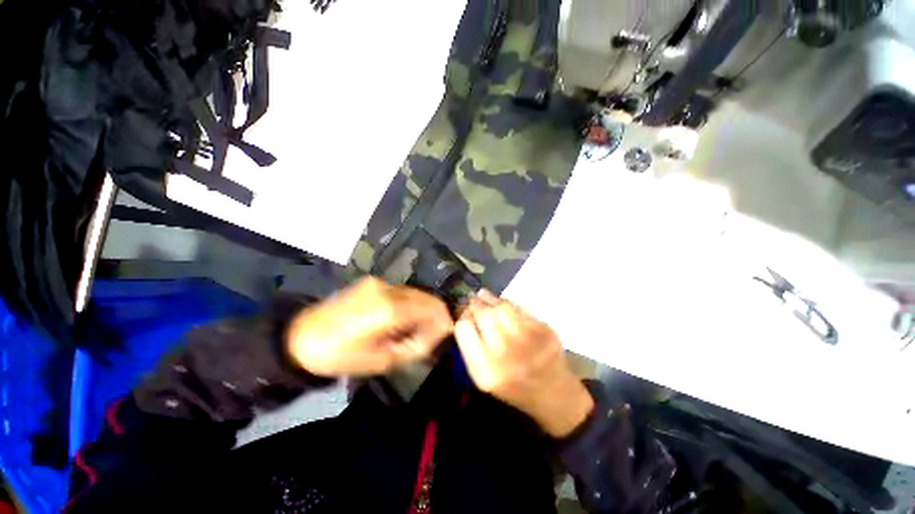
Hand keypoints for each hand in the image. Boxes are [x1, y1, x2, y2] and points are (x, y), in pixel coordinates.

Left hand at [286, 277, 452, 376]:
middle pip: (427, 297)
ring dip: (422, 310)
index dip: (444, 320)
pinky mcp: (372, 282)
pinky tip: (401, 319)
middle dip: (435, 315)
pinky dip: (410, 305)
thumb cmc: (340, 356)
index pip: (432, 308)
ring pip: (416, 293)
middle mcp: (389, 288)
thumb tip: (437, 333)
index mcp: (390, 309)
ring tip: (413, 330)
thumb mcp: (382, 360)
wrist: (301, 338)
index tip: (445, 334)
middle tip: (430, 336)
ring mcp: (380, 282)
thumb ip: (416, 345)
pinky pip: (403, 292)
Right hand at [455, 290, 593, 437]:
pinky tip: (502, 304)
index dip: (462, 317)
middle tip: (473, 301)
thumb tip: (465, 312)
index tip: (464, 314)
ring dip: (490, 299)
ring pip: (502, 307)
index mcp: (485, 370)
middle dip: (475, 305)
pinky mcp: (545, 330)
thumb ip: (471, 346)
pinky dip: (507, 303)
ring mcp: (528, 340)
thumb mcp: (483, 376)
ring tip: (484, 296)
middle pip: (483, 315)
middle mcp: (505, 354)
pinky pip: (519, 308)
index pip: (464, 329)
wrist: (553, 394)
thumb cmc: (512, 386)